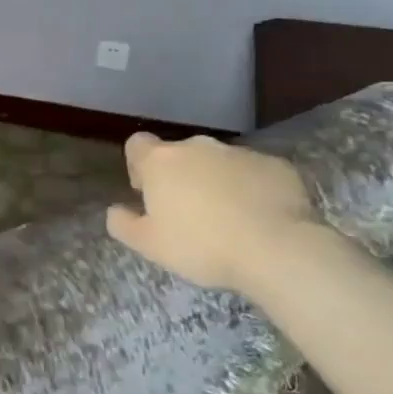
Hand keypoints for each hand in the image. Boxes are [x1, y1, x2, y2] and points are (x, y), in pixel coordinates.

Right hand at [105, 133, 316, 293]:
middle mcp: (198, 147)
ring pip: (218, 162)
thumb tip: (115, 210)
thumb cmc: (201, 245)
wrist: (277, 249)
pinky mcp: (277, 166)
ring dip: (216, 181)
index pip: (137, 144)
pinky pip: (254, 172)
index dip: (138, 165)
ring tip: (228, 218)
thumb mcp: (149, 245)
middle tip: (188, 213)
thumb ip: (123, 224)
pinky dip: (252, 188)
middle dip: (180, 176)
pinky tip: (259, 217)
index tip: (147, 193)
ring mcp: (240, 153)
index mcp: (161, 161)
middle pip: (179, 153)